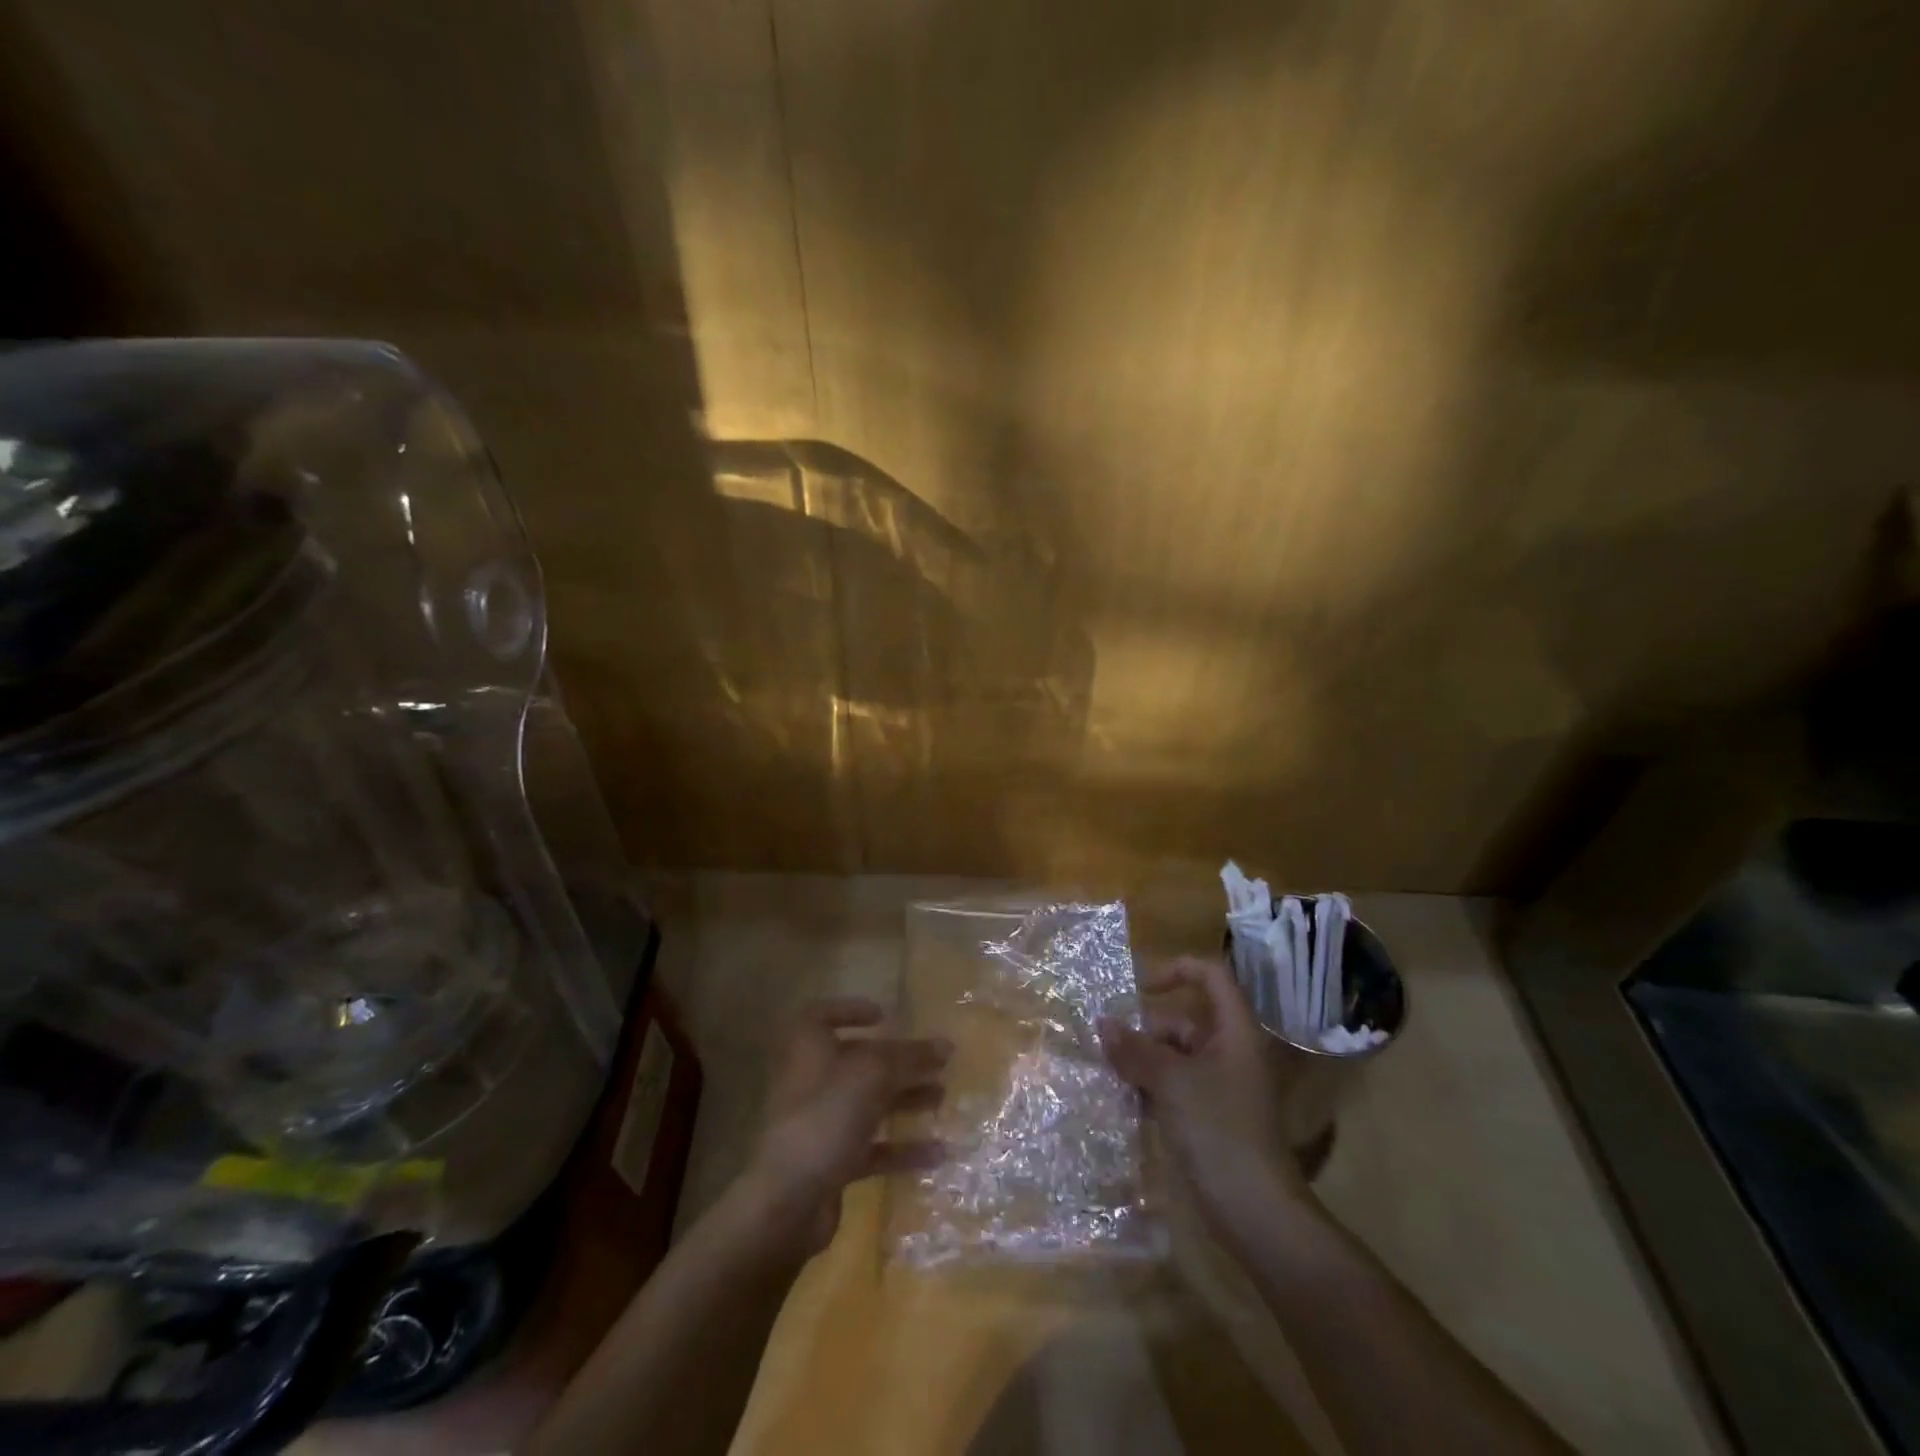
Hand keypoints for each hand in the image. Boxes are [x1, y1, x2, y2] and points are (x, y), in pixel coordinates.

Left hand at [737, 997, 949, 1257]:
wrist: (789, 1200)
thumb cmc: (827, 1116)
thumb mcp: (873, 1074)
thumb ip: (910, 1056)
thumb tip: (946, 1045)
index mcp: (808, 1047)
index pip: (822, 1015)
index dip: (851, 1010)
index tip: (885, 1016)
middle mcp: (810, 1080)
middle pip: (858, 1062)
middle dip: (898, 1062)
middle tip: (936, 1063)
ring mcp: (819, 1123)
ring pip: (868, 1104)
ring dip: (905, 1099)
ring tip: (943, 1098)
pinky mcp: (830, 1162)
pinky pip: (871, 1147)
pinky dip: (901, 1147)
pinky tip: (938, 1152)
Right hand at [1098, 956, 1308, 1235]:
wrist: (1254, 1211)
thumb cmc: (1218, 1130)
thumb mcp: (1171, 1082)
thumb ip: (1135, 1049)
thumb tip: (1103, 1023)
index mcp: (1233, 1031)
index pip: (1210, 975)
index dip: (1175, 969)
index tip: (1138, 988)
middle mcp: (1229, 1051)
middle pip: (1183, 1019)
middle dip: (1145, 1030)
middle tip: (1107, 1045)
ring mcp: (1220, 1085)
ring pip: (1174, 1055)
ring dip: (1142, 1061)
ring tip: (1108, 1072)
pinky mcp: (1209, 1115)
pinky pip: (1174, 1085)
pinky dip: (1150, 1087)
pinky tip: (1123, 1099)